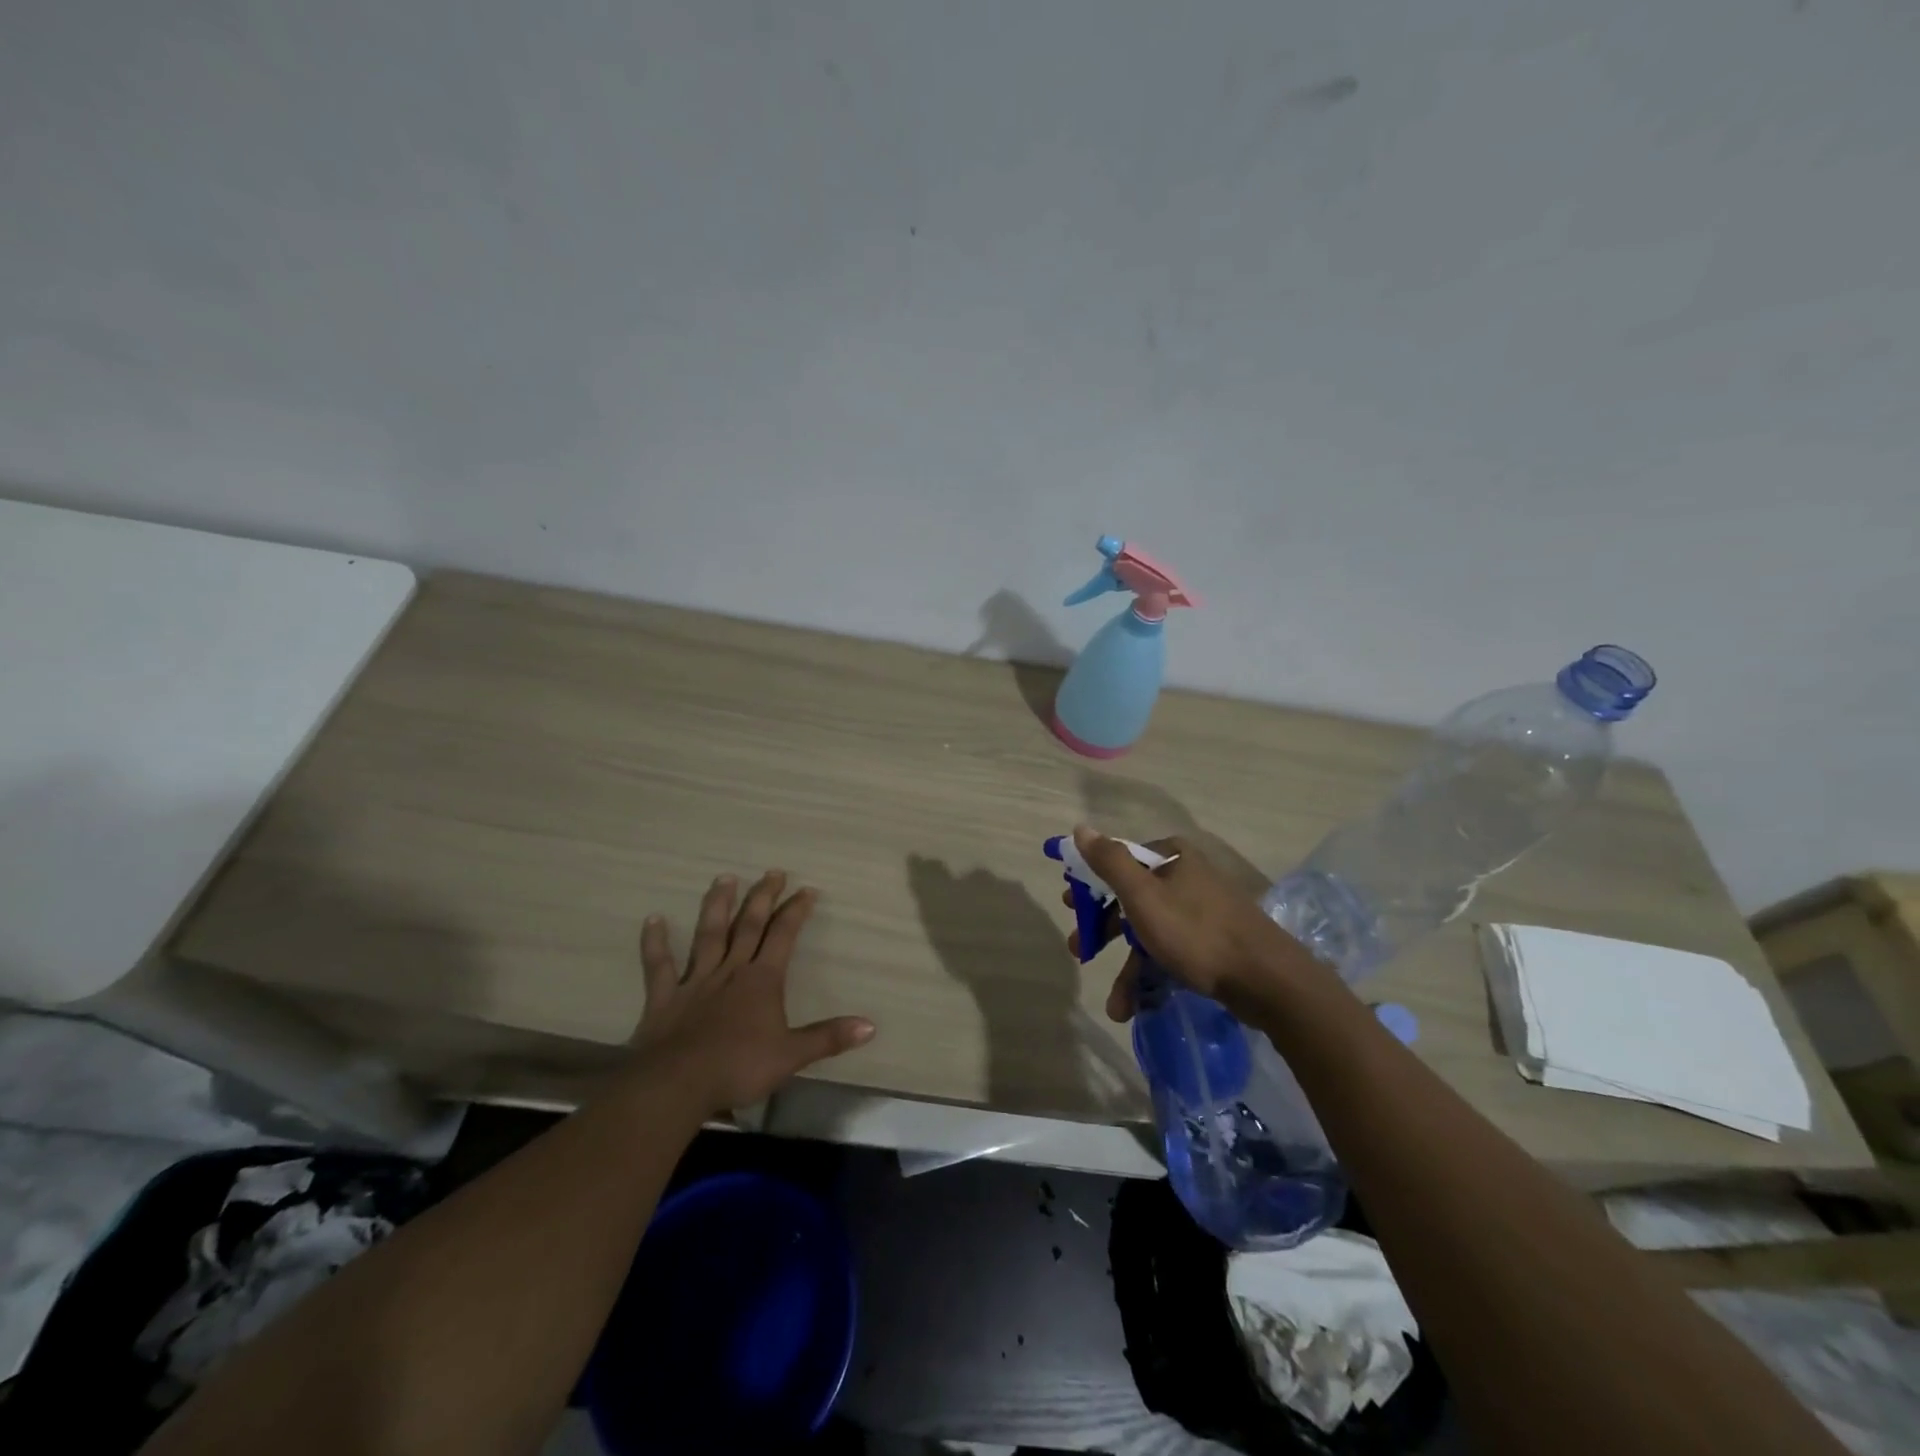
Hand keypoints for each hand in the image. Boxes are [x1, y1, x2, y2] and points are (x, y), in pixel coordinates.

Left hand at [631, 870, 874, 1112]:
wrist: (678, 1084)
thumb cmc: (739, 1067)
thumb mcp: (792, 1055)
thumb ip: (828, 1038)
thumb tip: (871, 1026)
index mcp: (762, 980)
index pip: (783, 936)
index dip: (796, 911)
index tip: (807, 890)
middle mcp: (731, 970)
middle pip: (748, 926)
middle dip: (763, 897)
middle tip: (772, 872)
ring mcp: (696, 981)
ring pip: (709, 935)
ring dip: (717, 906)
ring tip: (724, 878)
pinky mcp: (665, 998)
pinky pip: (660, 966)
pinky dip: (655, 943)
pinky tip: (653, 920)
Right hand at [1066, 825, 1325, 1021]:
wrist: (1268, 980)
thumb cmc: (1196, 932)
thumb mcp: (1143, 896)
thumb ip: (1109, 862)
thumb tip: (1080, 828)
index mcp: (1171, 856)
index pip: (1119, 861)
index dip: (1091, 884)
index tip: (1071, 907)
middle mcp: (1186, 876)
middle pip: (1131, 898)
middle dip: (1103, 930)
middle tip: (1080, 950)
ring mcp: (1202, 909)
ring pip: (1150, 931)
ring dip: (1128, 968)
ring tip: (1115, 1005)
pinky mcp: (1213, 941)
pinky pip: (1171, 951)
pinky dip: (1152, 975)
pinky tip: (1138, 1006)